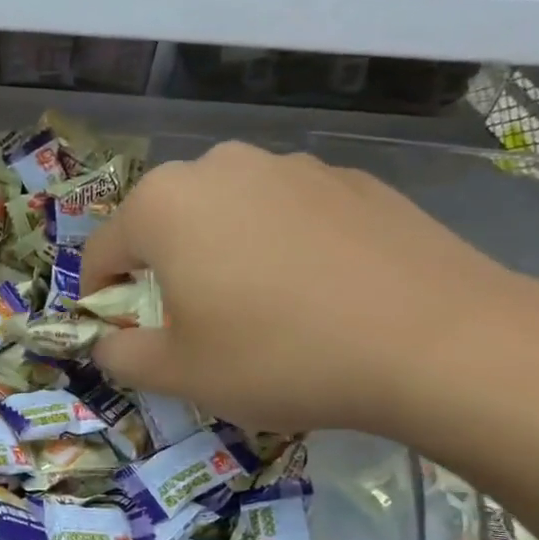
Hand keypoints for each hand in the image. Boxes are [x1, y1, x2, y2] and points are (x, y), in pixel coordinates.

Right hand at [80, 142, 538, 438]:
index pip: (102, 250)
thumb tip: (109, 342)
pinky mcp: (352, 180)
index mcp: (164, 204)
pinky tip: (318, 293)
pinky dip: (281, 246)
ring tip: (261, 309)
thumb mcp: (178, 373)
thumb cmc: (278, 355)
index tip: (120, 334)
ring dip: (222, 254)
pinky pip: (288, 214)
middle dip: (164, 271)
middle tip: (193, 324)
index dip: (100, 297)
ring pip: (228, 214)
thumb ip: (120, 354)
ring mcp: (292, 166)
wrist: (437, 342)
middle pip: (165, 223)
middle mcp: (220, 166)